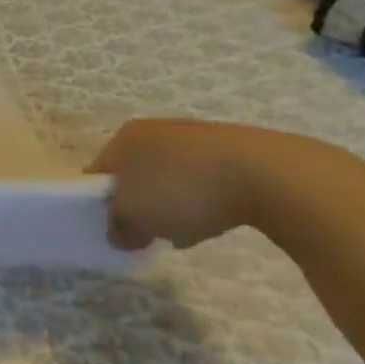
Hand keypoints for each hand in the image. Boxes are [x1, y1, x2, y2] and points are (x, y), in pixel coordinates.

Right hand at [88, 118, 337, 251]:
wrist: (265, 175)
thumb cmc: (182, 190)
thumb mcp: (135, 216)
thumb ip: (117, 226)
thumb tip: (118, 233)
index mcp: (124, 137)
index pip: (100, 172)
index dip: (102, 204)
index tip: (116, 231)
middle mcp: (154, 130)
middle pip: (134, 175)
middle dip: (139, 205)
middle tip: (149, 234)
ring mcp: (194, 137)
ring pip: (169, 178)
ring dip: (171, 205)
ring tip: (186, 232)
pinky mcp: (230, 151)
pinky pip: (203, 181)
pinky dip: (203, 201)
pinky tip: (216, 221)